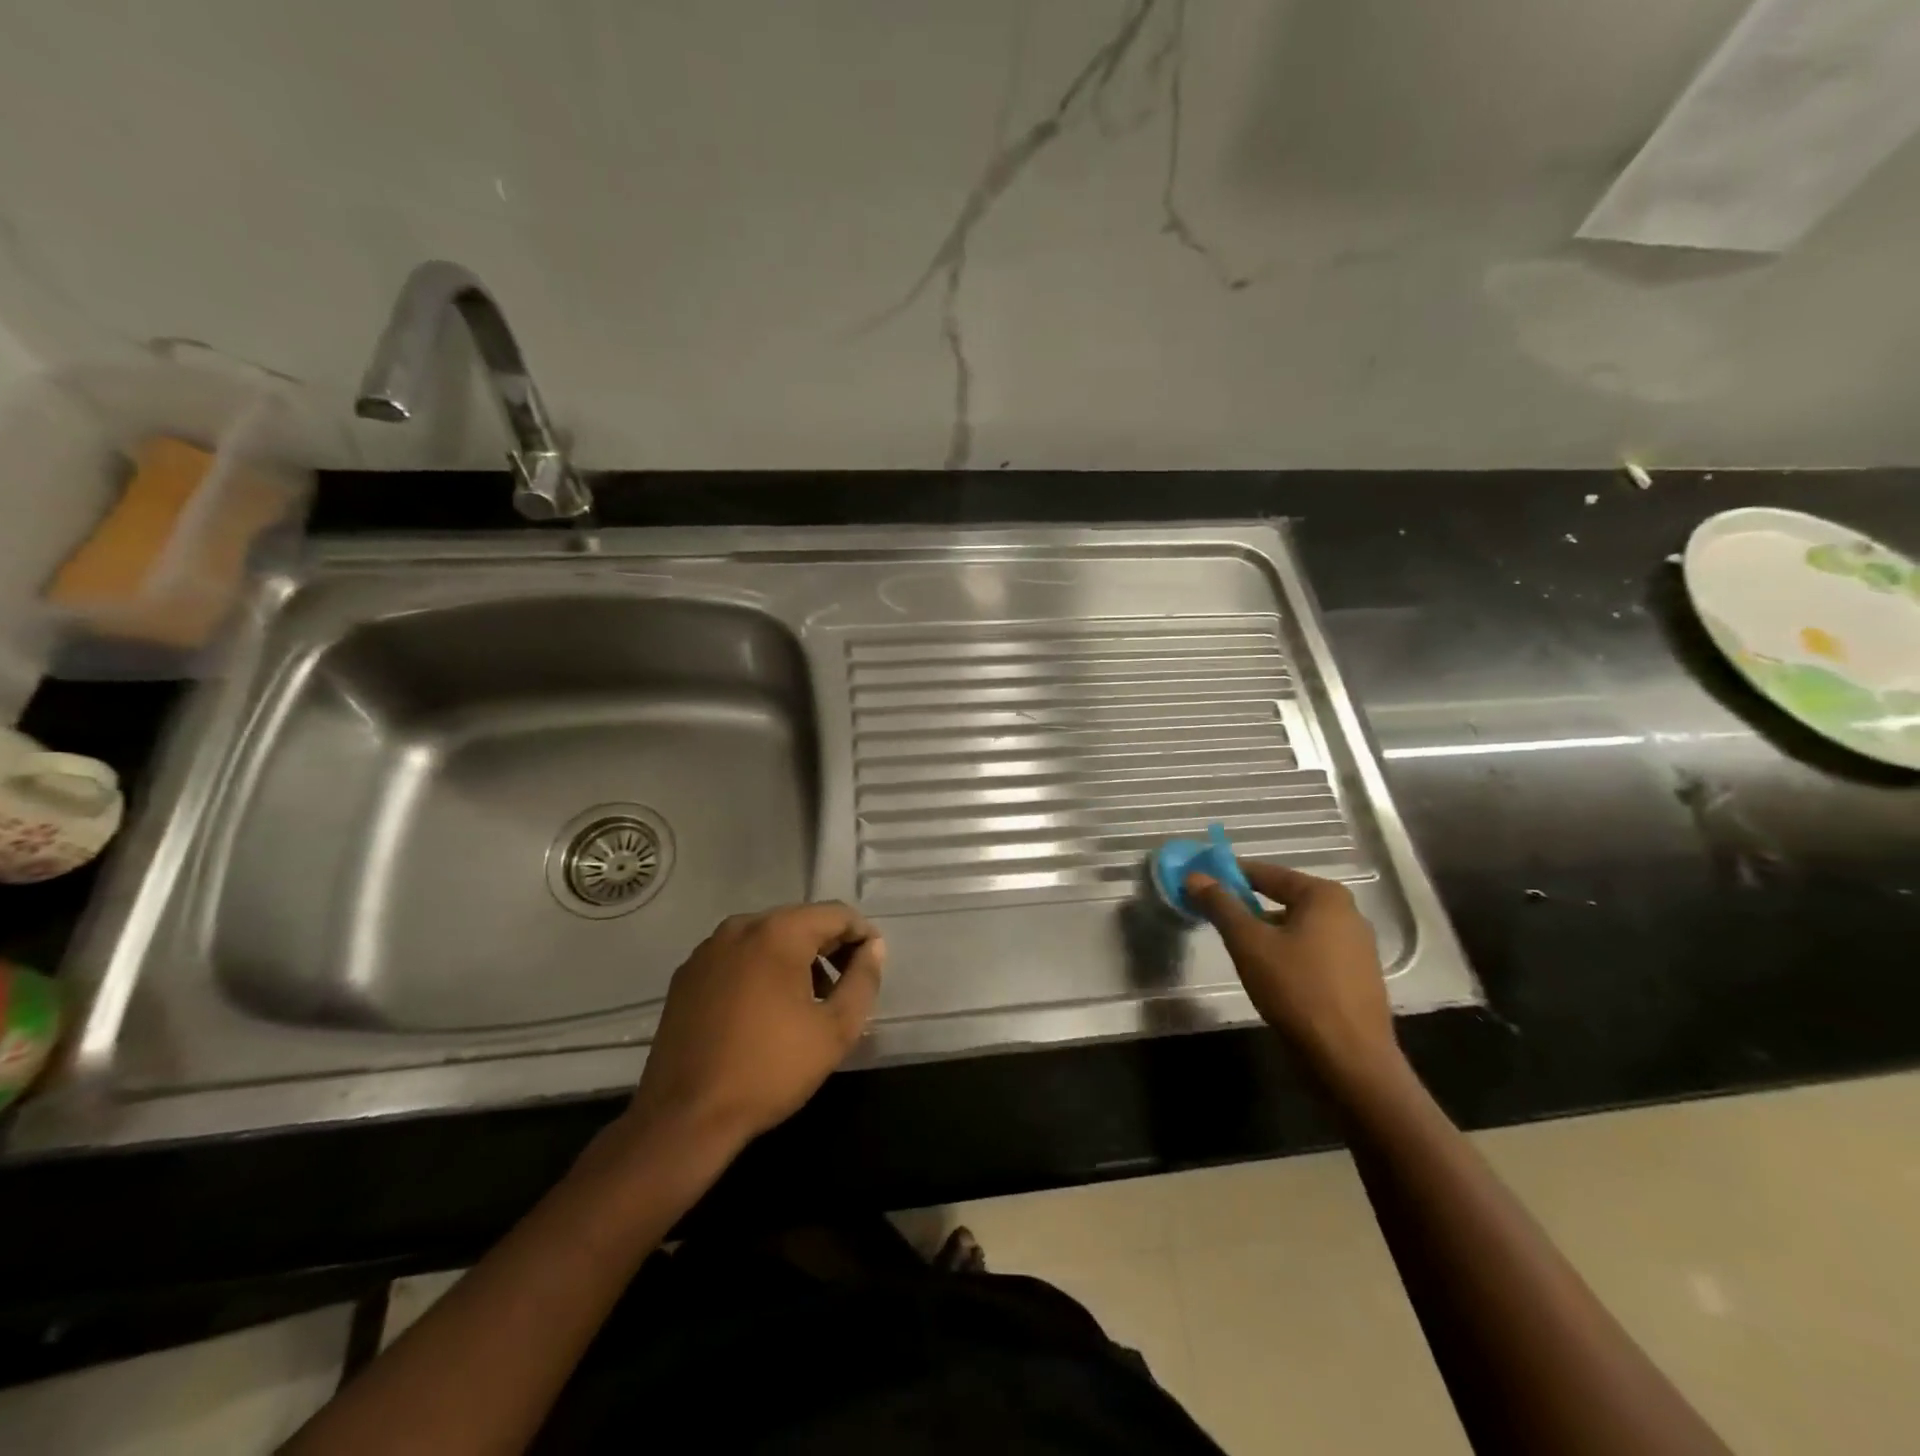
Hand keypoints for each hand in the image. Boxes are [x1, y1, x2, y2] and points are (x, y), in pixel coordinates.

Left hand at [623, 902, 884, 1151]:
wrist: (684, 1118)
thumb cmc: (770, 1070)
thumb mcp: (835, 1030)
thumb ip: (863, 981)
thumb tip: (873, 948)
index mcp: (778, 932)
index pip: (836, 914)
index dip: (862, 936)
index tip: (871, 968)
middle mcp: (740, 927)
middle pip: (801, 921)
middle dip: (829, 947)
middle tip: (844, 987)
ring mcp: (708, 949)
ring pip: (767, 938)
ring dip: (795, 959)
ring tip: (808, 1002)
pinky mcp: (687, 975)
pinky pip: (738, 957)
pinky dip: (761, 970)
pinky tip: (764, 1010)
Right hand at [1185, 864, 1397, 1081]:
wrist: (1350, 1061)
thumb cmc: (1297, 990)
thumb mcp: (1249, 943)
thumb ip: (1221, 905)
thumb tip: (1194, 876)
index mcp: (1325, 896)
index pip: (1266, 873)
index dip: (1229, 876)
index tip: (1199, 882)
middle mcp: (1347, 913)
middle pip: (1283, 898)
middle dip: (1246, 904)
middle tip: (1212, 914)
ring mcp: (1357, 947)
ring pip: (1296, 926)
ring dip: (1265, 930)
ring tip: (1235, 945)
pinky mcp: (1356, 976)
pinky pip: (1311, 950)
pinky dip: (1286, 951)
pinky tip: (1267, 971)